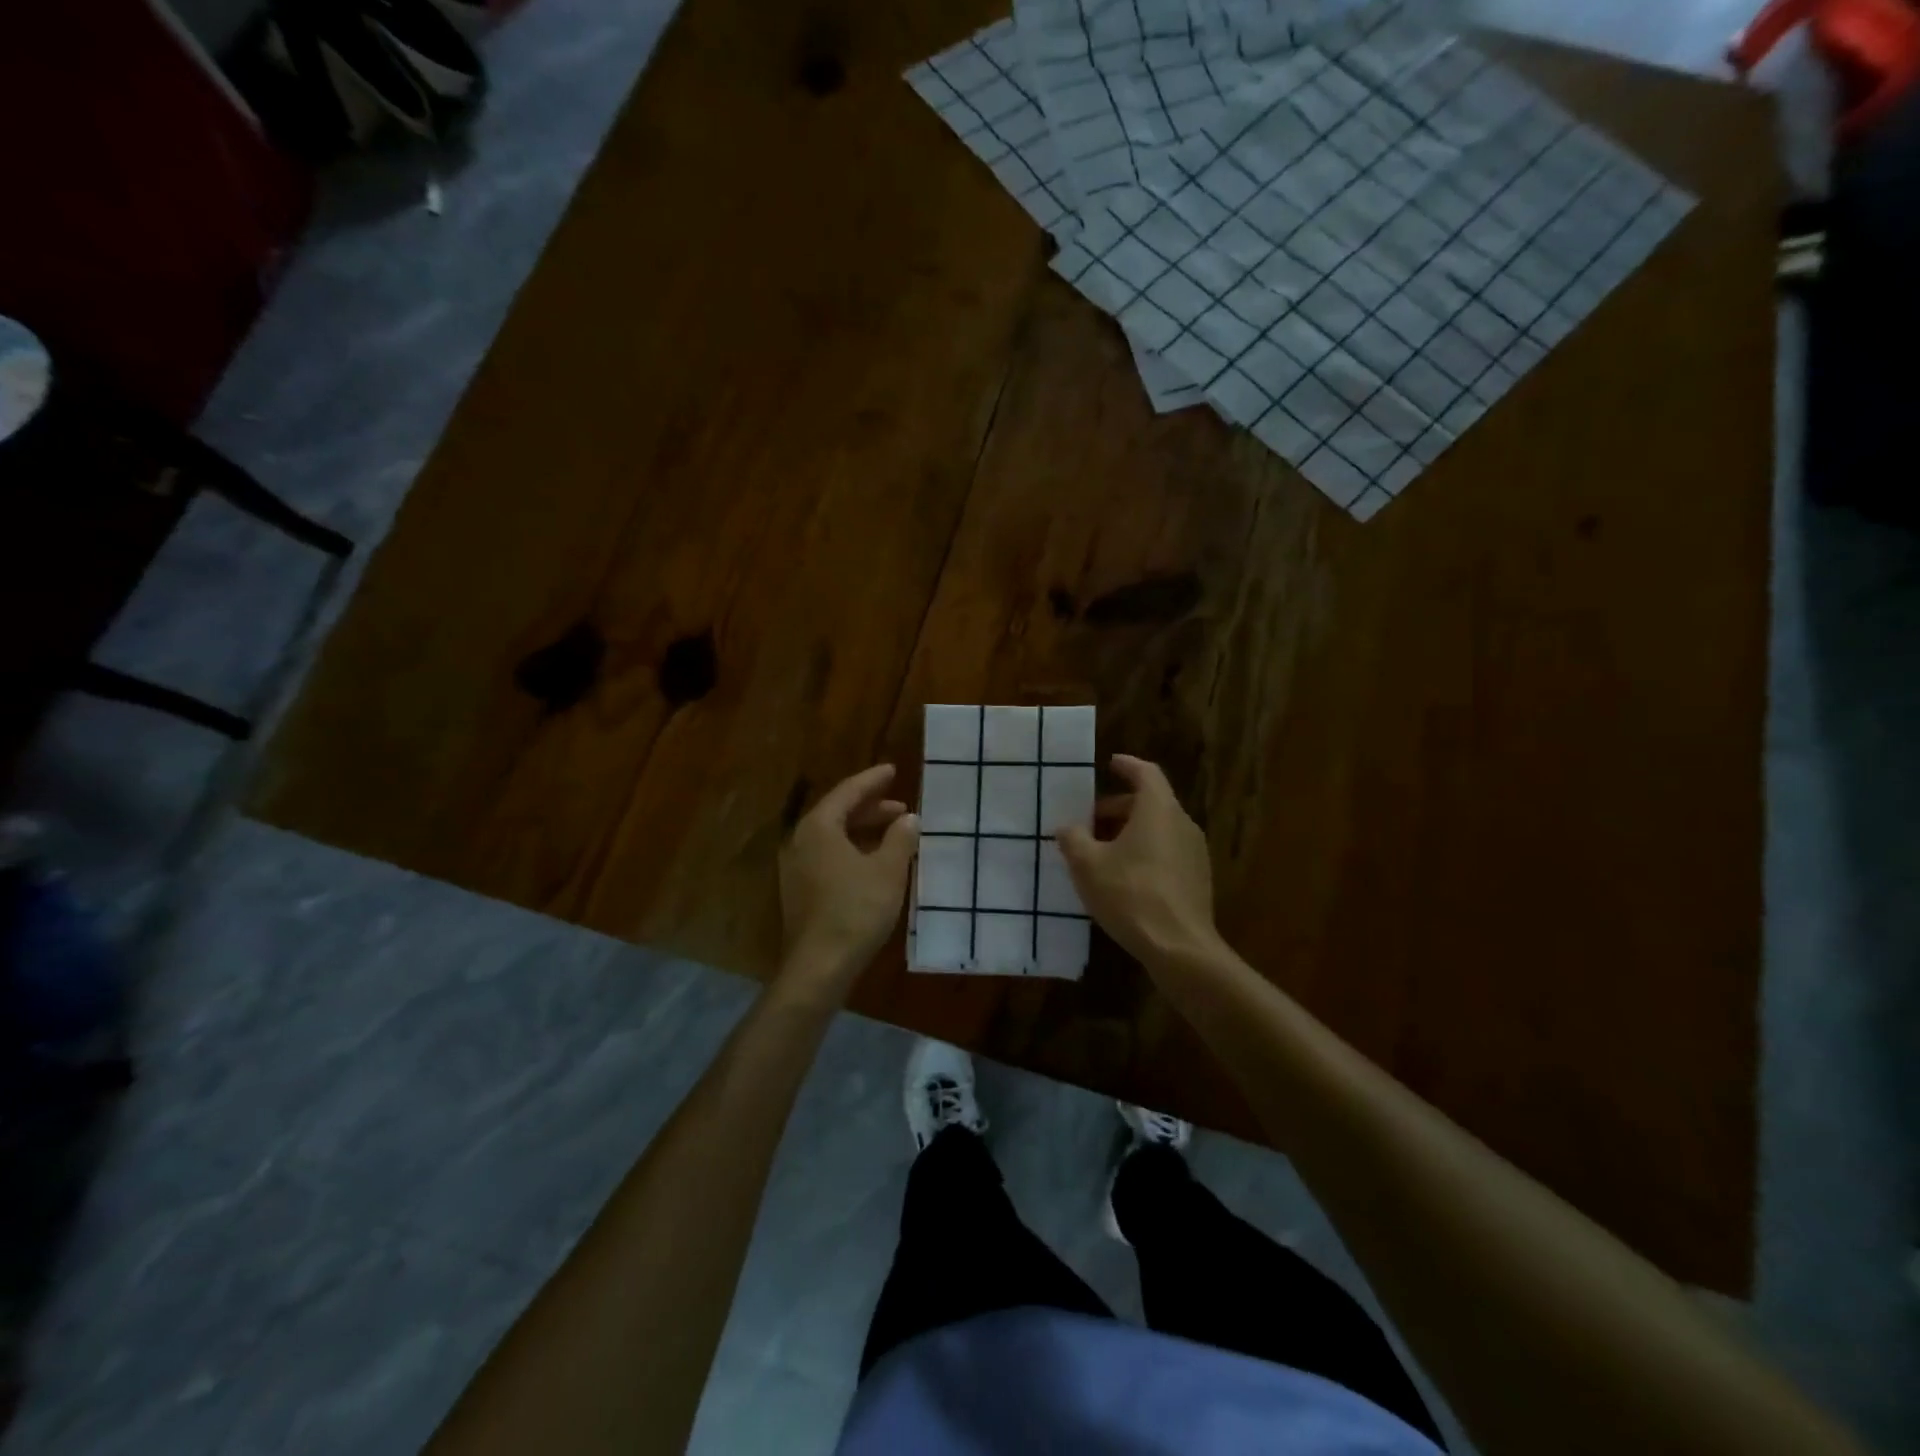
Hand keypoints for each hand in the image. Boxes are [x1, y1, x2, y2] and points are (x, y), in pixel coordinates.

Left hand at [777, 764, 919, 989]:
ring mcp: (797, 867)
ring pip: (833, 836)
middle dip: (870, 808)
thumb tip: (909, 819)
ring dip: (863, 830)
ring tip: (894, 833)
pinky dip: (853, 849)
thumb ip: (900, 838)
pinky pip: (828, 855)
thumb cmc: (856, 910)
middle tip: (901, 807)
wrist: (820, 965)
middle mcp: (801, 840)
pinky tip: (874, 862)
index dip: (872, 780)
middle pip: (837, 813)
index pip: (847, 792)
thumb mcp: (888, 870)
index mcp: (818, 827)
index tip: (892, 770)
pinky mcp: (800, 889)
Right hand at [1056, 755, 1222, 969]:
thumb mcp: (1087, 865)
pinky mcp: (1197, 879)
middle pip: (1150, 803)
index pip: (1146, 773)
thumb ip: (1073, 839)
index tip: (1111, 763)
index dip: (1127, 766)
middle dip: (1118, 808)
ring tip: (1101, 852)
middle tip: (1089, 822)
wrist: (1179, 947)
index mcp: (1158, 810)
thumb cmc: (1130, 895)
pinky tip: (1123, 878)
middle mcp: (1182, 824)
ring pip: (1159, 829)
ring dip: (1130, 832)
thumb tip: (1067, 828)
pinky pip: (1167, 852)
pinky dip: (1145, 852)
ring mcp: (1194, 853)